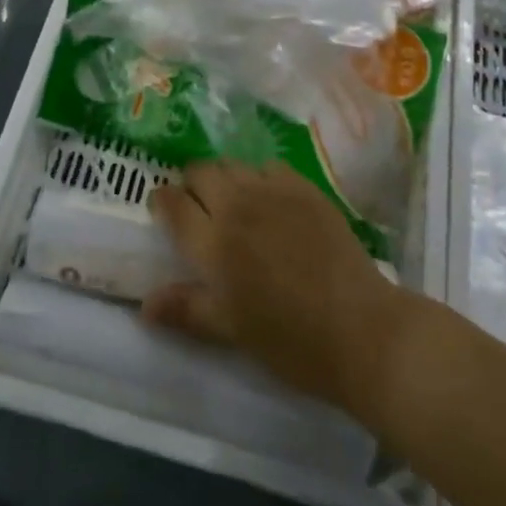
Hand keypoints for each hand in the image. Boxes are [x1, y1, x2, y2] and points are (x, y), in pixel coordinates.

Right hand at [143, 163, 404, 411]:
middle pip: (201, 172)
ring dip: (224, 177)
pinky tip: (270, 201)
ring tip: (233, 202)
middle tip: (198, 207)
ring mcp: (274, 192)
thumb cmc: (291, 341)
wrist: (362, 329)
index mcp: (213, 244)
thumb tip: (144, 304)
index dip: (161, 201)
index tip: (162, 208)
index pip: (173, 204)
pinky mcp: (306, 189)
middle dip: (191, 184)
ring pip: (233, 164)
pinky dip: (260, 177)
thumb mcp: (232, 331)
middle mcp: (238, 207)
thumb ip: (187, 309)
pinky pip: (270, 167)